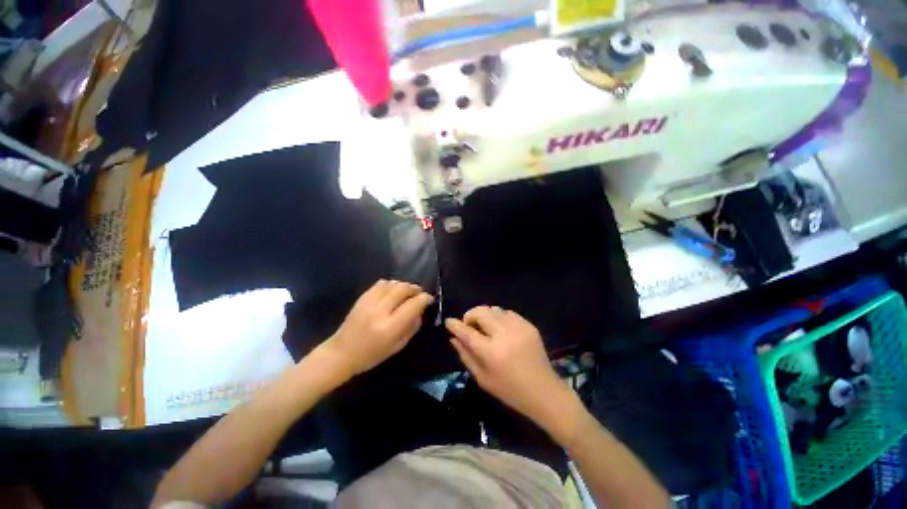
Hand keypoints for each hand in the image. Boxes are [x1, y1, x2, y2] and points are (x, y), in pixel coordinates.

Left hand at [326, 279, 433, 377]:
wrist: (342, 352)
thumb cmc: (372, 354)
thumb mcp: (398, 345)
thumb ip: (412, 326)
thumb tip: (421, 310)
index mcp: (390, 326)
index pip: (413, 304)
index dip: (425, 298)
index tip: (429, 299)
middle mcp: (380, 310)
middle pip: (404, 289)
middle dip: (415, 289)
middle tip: (419, 294)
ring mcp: (369, 301)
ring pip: (393, 283)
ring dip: (404, 285)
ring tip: (407, 292)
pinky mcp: (362, 297)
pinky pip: (381, 283)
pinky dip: (391, 284)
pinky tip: (393, 291)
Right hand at [446, 306, 577, 434]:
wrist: (543, 390)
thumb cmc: (509, 390)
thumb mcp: (482, 378)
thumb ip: (466, 355)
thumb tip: (454, 338)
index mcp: (491, 352)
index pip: (467, 332)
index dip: (455, 325)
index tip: (449, 321)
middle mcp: (504, 334)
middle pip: (480, 312)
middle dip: (470, 315)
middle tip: (469, 326)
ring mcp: (518, 327)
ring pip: (494, 309)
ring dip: (485, 315)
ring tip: (485, 327)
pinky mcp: (528, 325)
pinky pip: (507, 312)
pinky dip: (499, 317)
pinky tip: (500, 329)